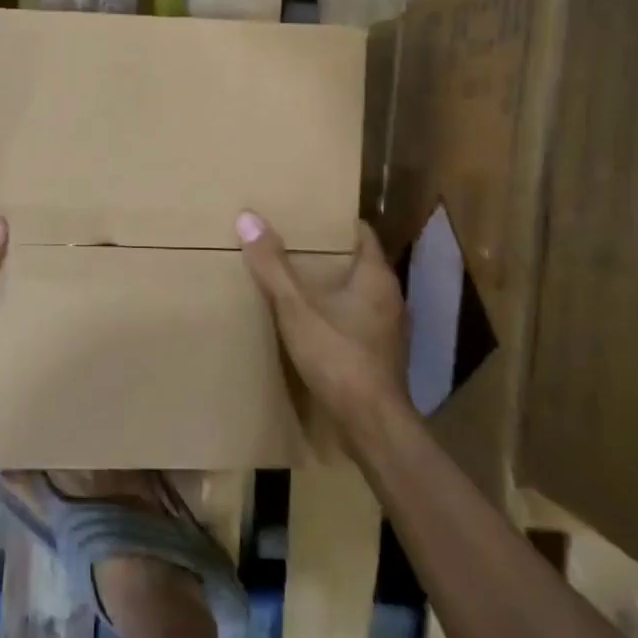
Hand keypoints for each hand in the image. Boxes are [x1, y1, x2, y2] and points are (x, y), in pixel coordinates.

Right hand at [236, 210, 406, 443]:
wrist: (370, 422)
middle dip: (327, 254)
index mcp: (376, 277)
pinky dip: (335, 314)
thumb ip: (273, 266)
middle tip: (291, 243)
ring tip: (295, 280)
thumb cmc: (338, 355)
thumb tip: (248, 218)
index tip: (307, 215)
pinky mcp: (379, 355)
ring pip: (357, 294)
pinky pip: (356, 320)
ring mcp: (387, 329)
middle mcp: (389, 297)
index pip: (361, 234)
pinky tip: (310, 321)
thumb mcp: (296, 307)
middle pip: (357, 263)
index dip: (335, 222)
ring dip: (331, 286)